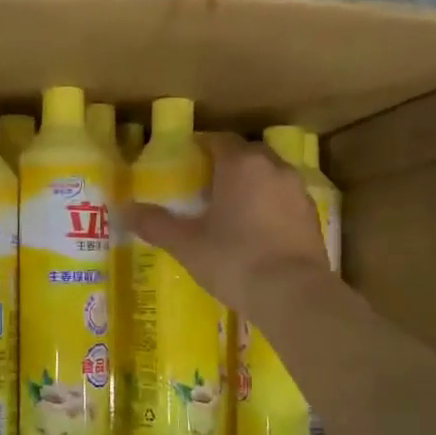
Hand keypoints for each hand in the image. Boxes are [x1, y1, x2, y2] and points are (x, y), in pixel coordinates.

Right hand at [125, 132, 333, 315]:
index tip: (184, 160)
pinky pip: (284, 200)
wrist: (294, 294)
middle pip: (247, 154)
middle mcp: (273, 168)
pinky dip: (269, 206)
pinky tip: (256, 230)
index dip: (200, 146)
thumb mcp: (186, 244)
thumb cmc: (234, 259)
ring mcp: (298, 192)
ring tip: (230, 207)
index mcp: (241, 164)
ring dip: (251, 184)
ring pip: (269, 176)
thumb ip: (155, 224)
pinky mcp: (312, 217)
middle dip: (227, 164)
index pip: (218, 140)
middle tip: (204, 184)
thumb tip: (124, 211)